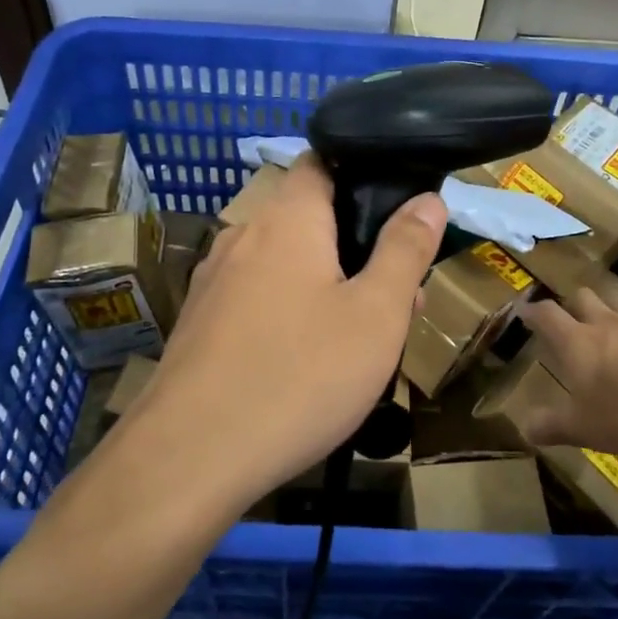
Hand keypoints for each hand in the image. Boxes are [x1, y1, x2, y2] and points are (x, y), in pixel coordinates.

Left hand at [130, 155, 445, 507]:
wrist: (190, 457)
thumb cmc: (299, 376)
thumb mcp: (376, 316)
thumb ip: (405, 250)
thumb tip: (427, 199)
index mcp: (287, 219)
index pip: (321, 161)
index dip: (361, 171)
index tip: (396, 207)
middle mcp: (243, 235)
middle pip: (308, 218)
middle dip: (355, 245)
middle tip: (398, 294)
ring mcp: (214, 280)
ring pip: (283, 262)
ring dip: (325, 282)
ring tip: (362, 335)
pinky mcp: (199, 322)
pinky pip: (256, 297)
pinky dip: (288, 310)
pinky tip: (306, 361)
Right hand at [516, 285, 617, 457]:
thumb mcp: (584, 428)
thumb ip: (553, 426)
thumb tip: (525, 428)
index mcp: (577, 342)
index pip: (546, 315)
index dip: (532, 311)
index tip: (524, 311)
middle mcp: (605, 323)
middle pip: (582, 297)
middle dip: (573, 304)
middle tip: (570, 319)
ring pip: (617, 301)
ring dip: (609, 309)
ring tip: (610, 326)